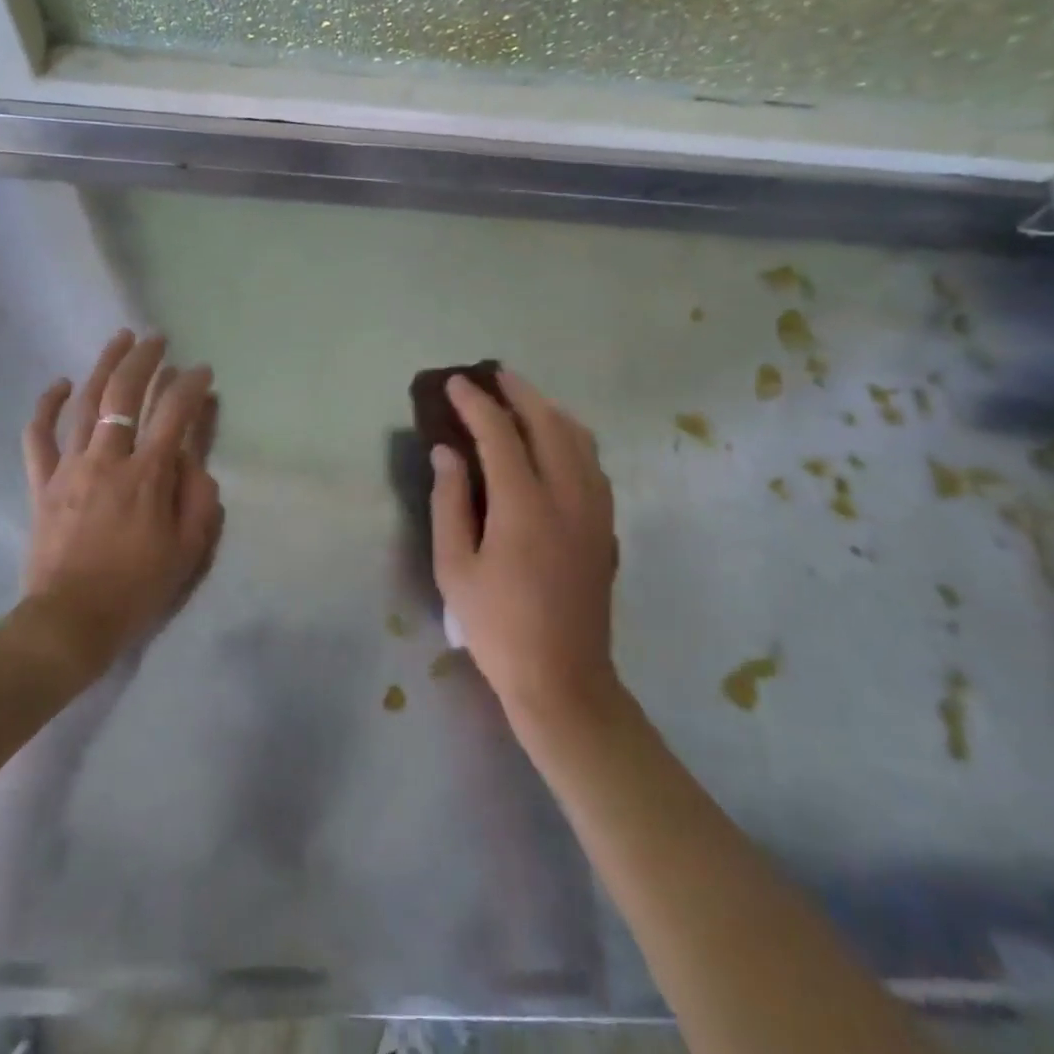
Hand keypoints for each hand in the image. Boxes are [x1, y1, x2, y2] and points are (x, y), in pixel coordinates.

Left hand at [19, 331, 223, 679]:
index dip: (191, 386)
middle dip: (144, 360)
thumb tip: (195, 461)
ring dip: (103, 366)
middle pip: (124, 394)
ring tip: (120, 339)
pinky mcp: (42, 483)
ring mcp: (70, 468)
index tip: (203, 371)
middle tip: (158, 339)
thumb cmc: (136, 588)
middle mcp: (107, 460)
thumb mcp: (187, 550)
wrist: (70, 622)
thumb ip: (198, 499)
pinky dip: (47, 407)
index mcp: (147, 476)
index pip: (174, 414)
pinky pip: (39, 437)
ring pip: (85, 403)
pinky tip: (59, 384)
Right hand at [430, 368, 619, 732]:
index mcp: (524, 506)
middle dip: (520, 393)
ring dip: (550, 410)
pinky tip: (555, 442)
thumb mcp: (455, 569)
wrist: (563, 678)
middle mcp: (567, 496)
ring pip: (579, 439)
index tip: (455, 383)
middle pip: (548, 423)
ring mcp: (594, 509)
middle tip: (494, 376)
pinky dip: (571, 437)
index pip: (499, 434)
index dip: (475, 403)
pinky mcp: (606, 525)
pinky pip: (592, 463)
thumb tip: (447, 452)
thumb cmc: (498, 627)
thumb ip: (450, 502)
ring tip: (524, 401)